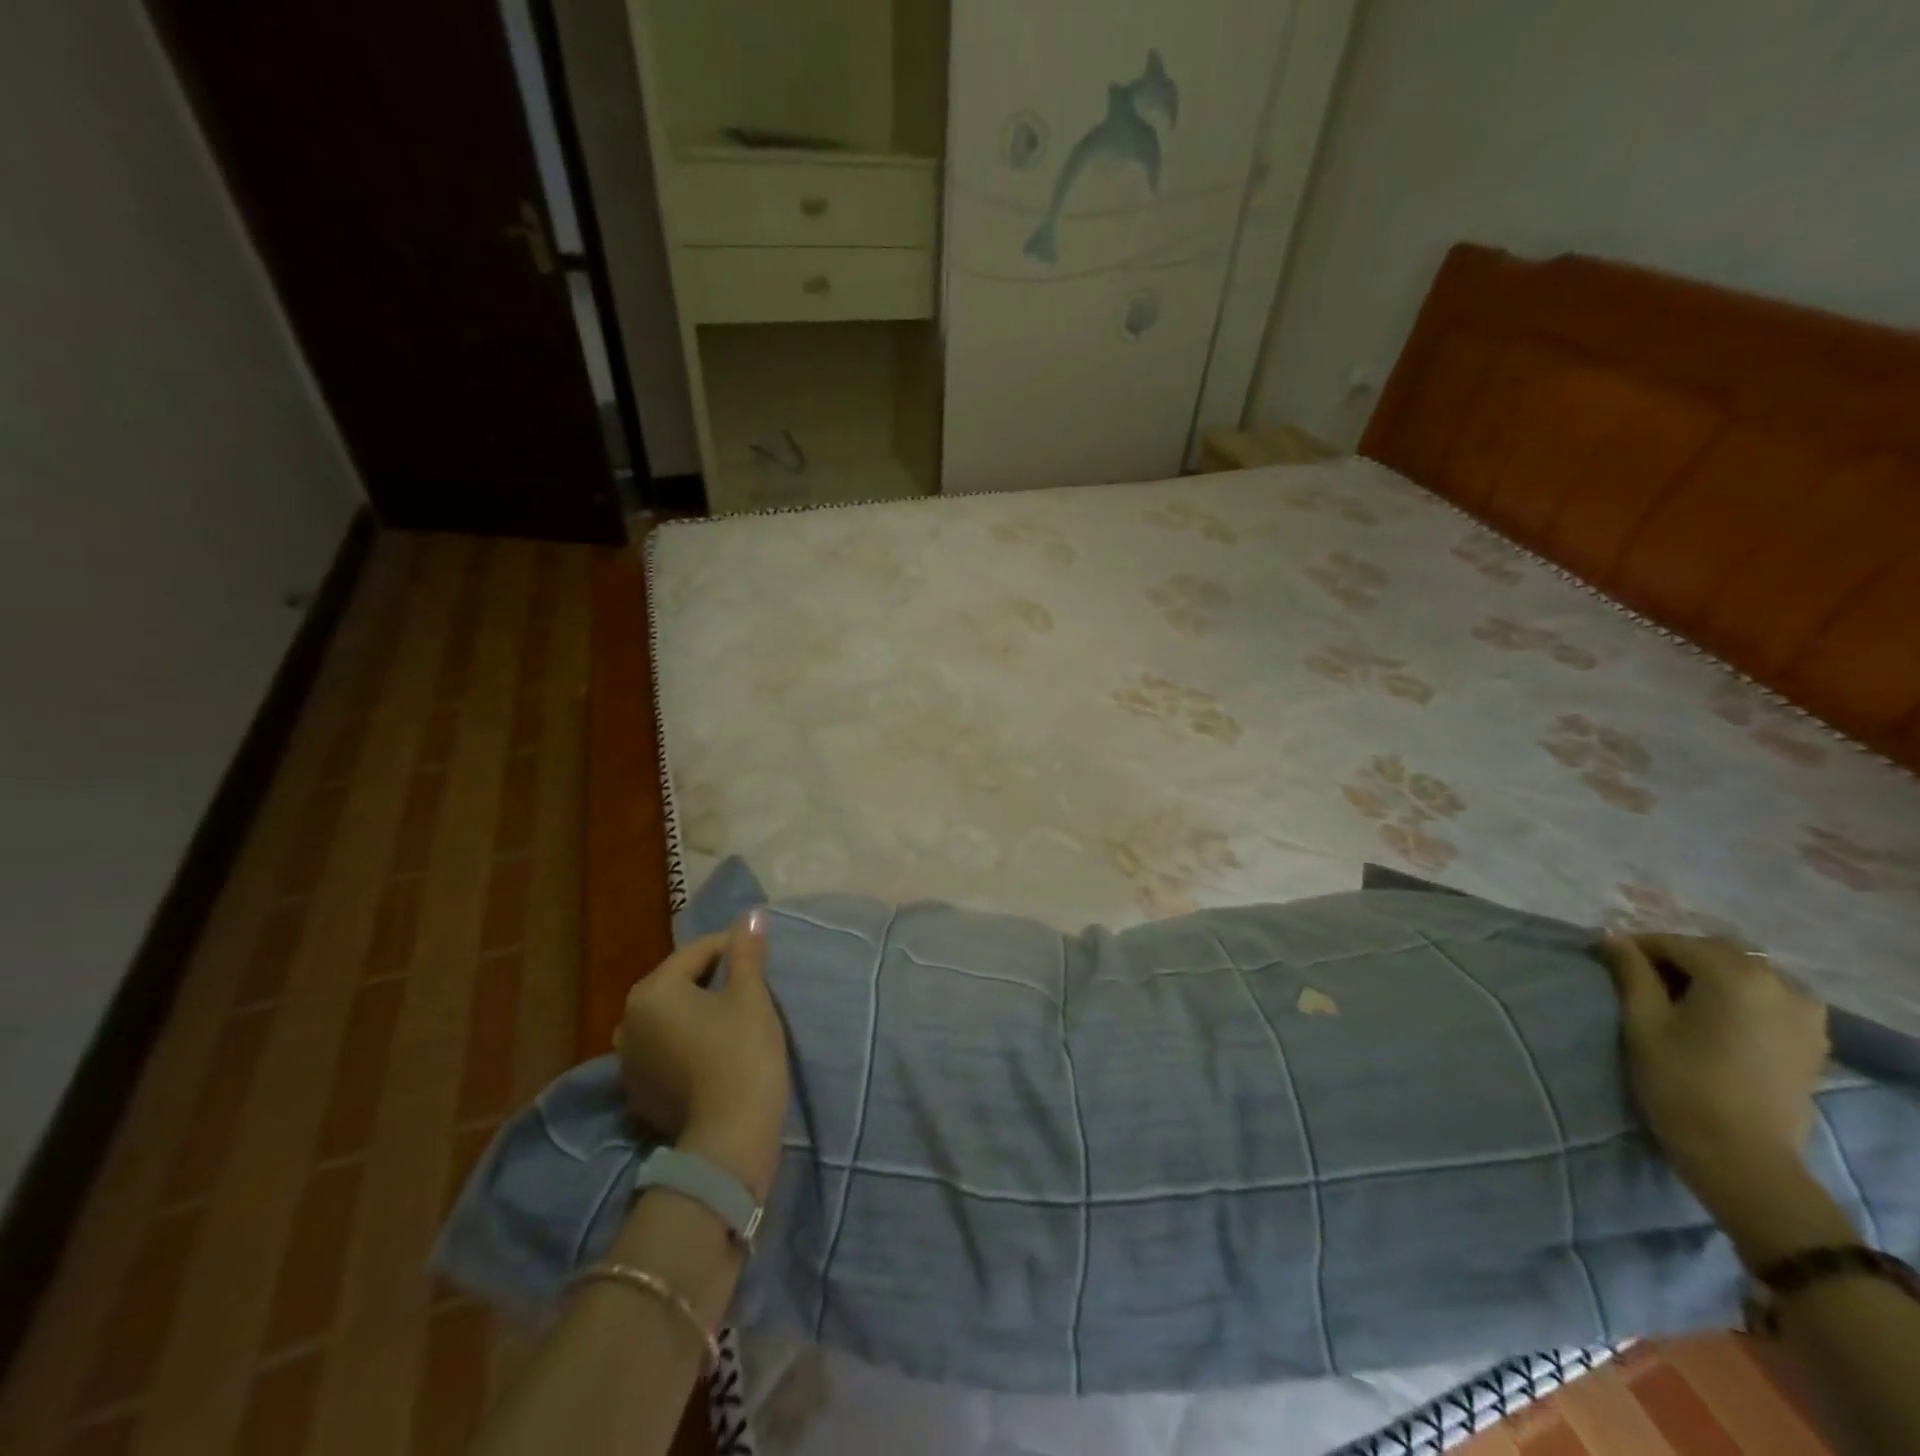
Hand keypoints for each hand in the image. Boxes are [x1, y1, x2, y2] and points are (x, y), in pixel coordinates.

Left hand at [615, 912, 790, 1198]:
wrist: (729, 1137)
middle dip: (713, 979)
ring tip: (734, 1017)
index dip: (733, 948)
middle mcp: (628, 1021)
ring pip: (671, 1018)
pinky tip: (715, 1051)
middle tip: (751, 985)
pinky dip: (688, 1042)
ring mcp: (629, 1062)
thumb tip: (751, 914)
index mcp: (651, 991)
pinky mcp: (639, 1094)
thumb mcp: (750, 995)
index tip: (761, 956)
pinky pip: (666, 1050)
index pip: (697, 952)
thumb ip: (746, 952)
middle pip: (678, 983)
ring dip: (698, 1011)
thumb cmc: (741, 1052)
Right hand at [1602, 933, 1828, 1210]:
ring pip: (1746, 973)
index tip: (1608, 960)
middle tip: (1638, 977)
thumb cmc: (1680, 1081)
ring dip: (1709, 975)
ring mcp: (1805, 1014)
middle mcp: (1780, 984)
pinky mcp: (1812, 1039)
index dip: (1637, 947)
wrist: (1741, 1154)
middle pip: (1717, 953)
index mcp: (1736, 975)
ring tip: (1675, 998)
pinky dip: (1738, 995)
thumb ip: (1630, 972)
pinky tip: (1713, 1016)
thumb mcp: (1642, 1021)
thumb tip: (1612, 937)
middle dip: (1675, 957)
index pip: (1675, 943)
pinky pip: (1769, 997)